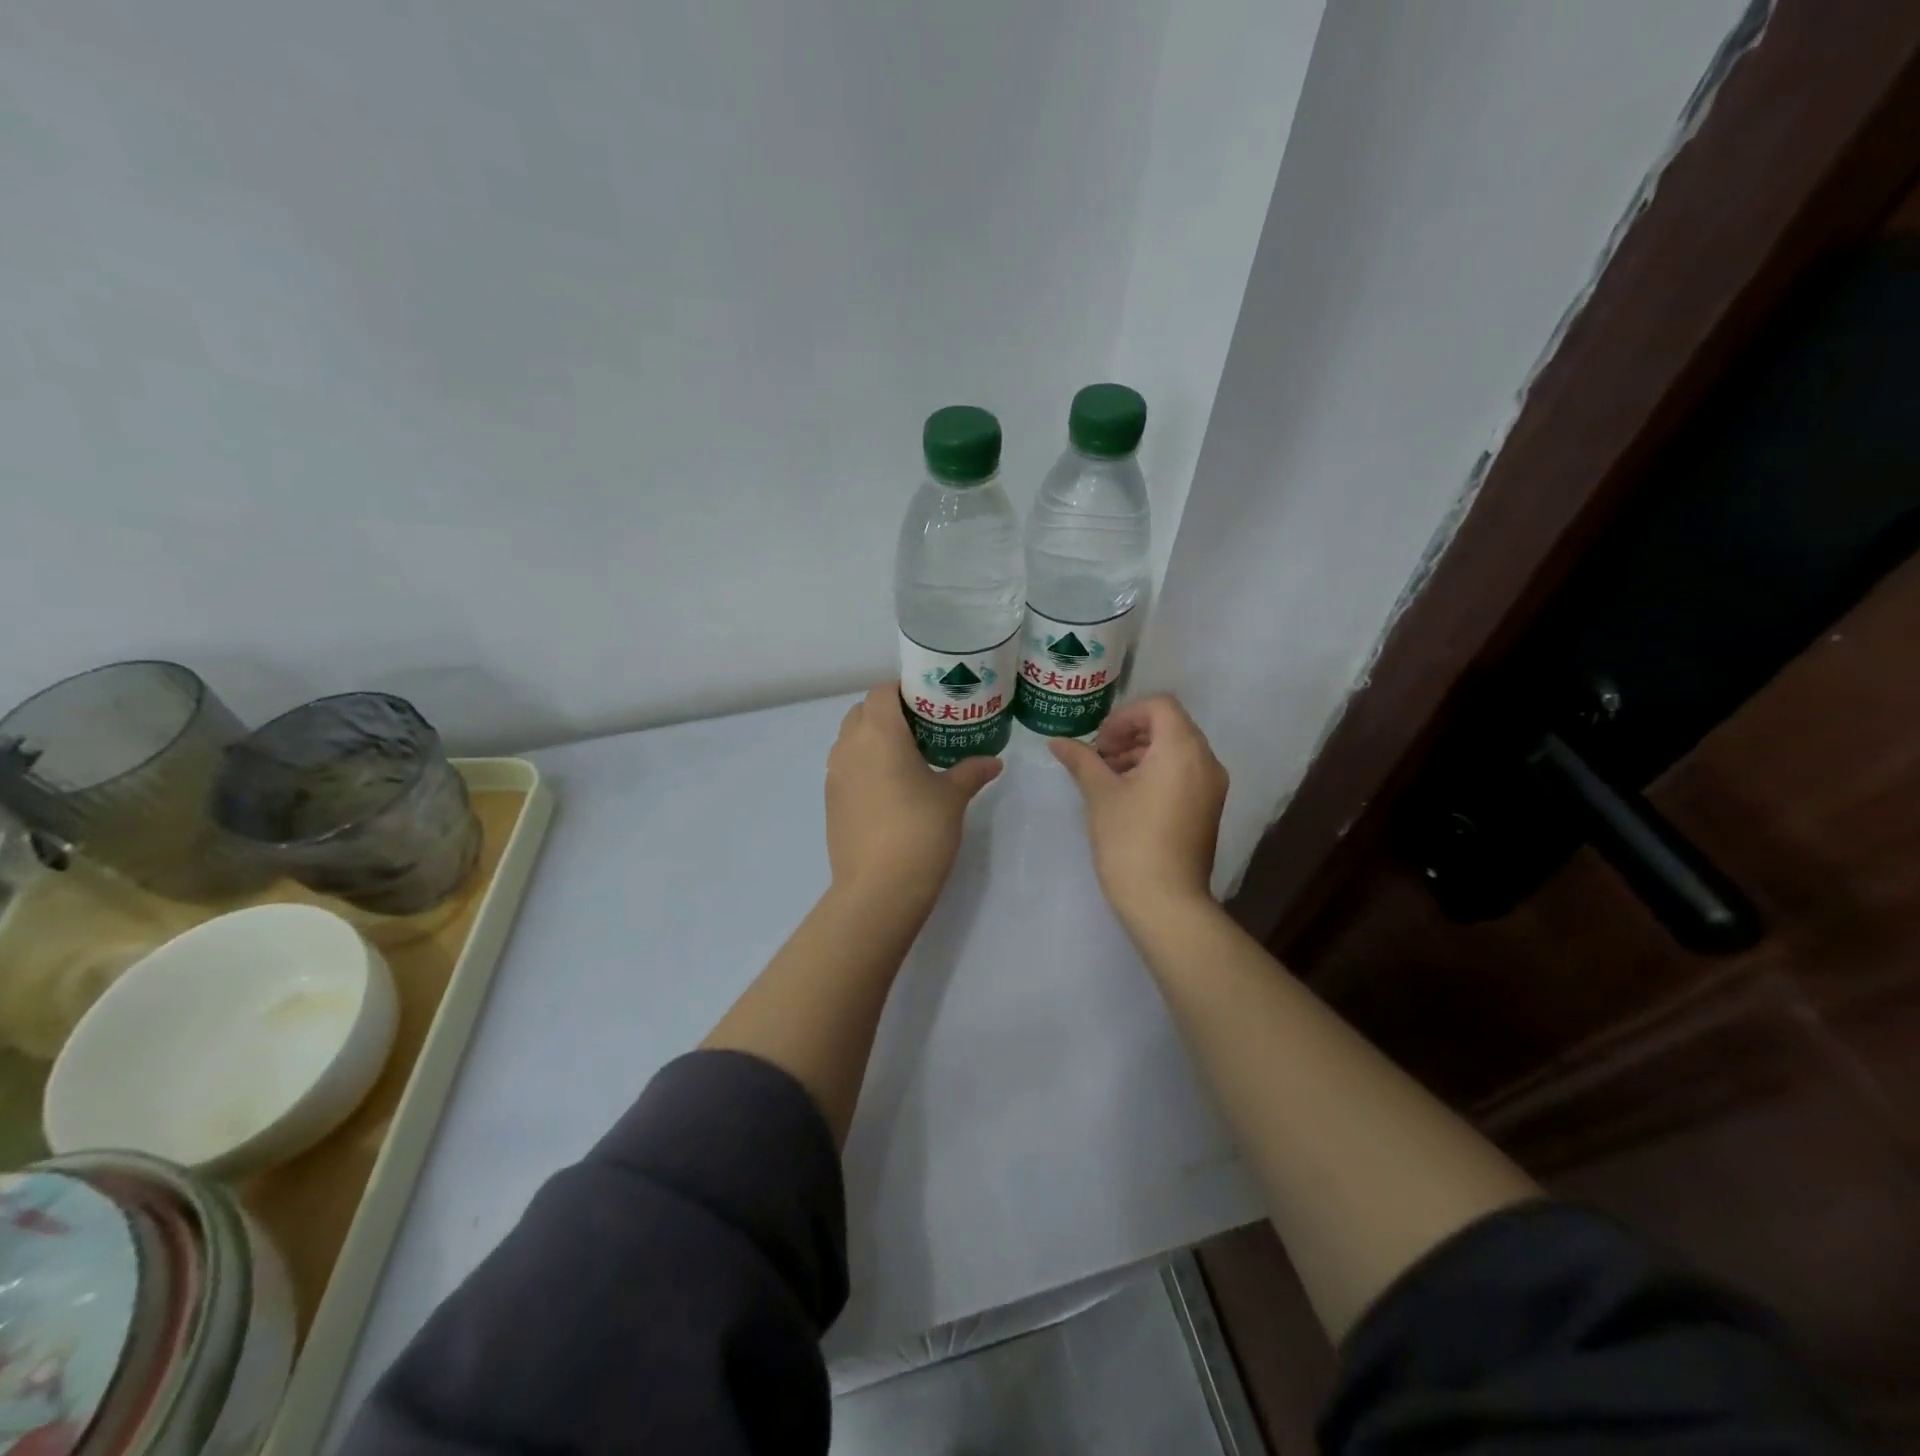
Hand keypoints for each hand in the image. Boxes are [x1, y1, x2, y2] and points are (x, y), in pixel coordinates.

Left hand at [825, 684, 1001, 908]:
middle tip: (923, 728)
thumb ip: (971, 772)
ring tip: (907, 757)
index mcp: (879, 733)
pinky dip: (864, 765)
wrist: (878, 889)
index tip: (930, 702)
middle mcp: (849, 746)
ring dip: (873, 738)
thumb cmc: (919, 831)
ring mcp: (835, 774)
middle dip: (889, 712)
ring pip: (851, 739)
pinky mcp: (831, 801)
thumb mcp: (952, 798)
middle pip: (863, 711)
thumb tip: (994, 762)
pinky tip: (891, 788)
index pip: (882, 691)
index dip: (904, 690)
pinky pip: (846, 767)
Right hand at [1050, 695, 1228, 921]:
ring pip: (1178, 751)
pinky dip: (1158, 773)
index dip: (1125, 716)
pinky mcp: (1209, 810)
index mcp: (1182, 749)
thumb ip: (1081, 760)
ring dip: (1142, 754)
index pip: (1160, 706)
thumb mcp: (1100, 794)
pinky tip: (1129, 797)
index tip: (1100, 742)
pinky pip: (1185, 774)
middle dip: (1132, 735)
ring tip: (1109, 778)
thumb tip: (1057, 742)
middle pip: (1170, 726)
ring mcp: (1212, 787)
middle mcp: (1206, 761)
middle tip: (1099, 757)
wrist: (1166, 901)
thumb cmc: (1130, 839)